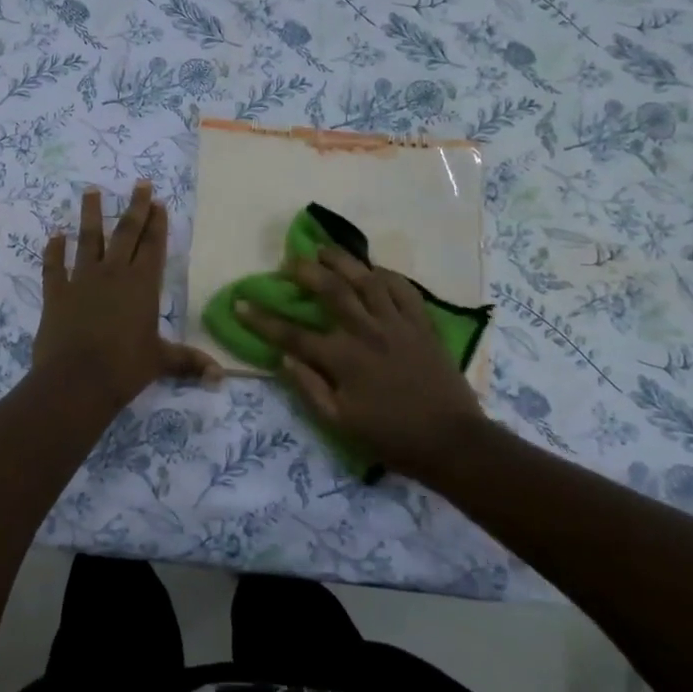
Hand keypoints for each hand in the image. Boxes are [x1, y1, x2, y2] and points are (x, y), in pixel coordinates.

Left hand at [33, 182, 220, 414]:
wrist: (77, 380)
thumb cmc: (125, 368)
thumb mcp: (161, 362)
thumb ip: (189, 362)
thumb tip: (222, 377)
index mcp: (142, 285)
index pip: (153, 246)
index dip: (157, 223)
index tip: (158, 200)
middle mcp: (113, 273)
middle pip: (126, 233)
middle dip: (135, 207)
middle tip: (139, 183)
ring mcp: (82, 280)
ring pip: (88, 239)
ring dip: (90, 214)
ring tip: (91, 190)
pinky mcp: (56, 293)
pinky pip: (54, 266)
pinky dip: (53, 250)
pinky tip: (55, 235)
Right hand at [237, 246, 491, 479]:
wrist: (452, 442)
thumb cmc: (392, 437)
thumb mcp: (341, 424)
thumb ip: (310, 389)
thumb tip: (284, 360)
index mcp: (343, 360)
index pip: (292, 334)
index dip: (262, 319)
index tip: (240, 303)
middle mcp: (367, 333)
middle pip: (331, 291)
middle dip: (305, 272)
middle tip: (289, 262)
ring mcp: (398, 324)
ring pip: (367, 280)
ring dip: (343, 261)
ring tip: (325, 249)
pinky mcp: (422, 324)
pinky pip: (403, 289)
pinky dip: (387, 275)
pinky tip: (374, 269)